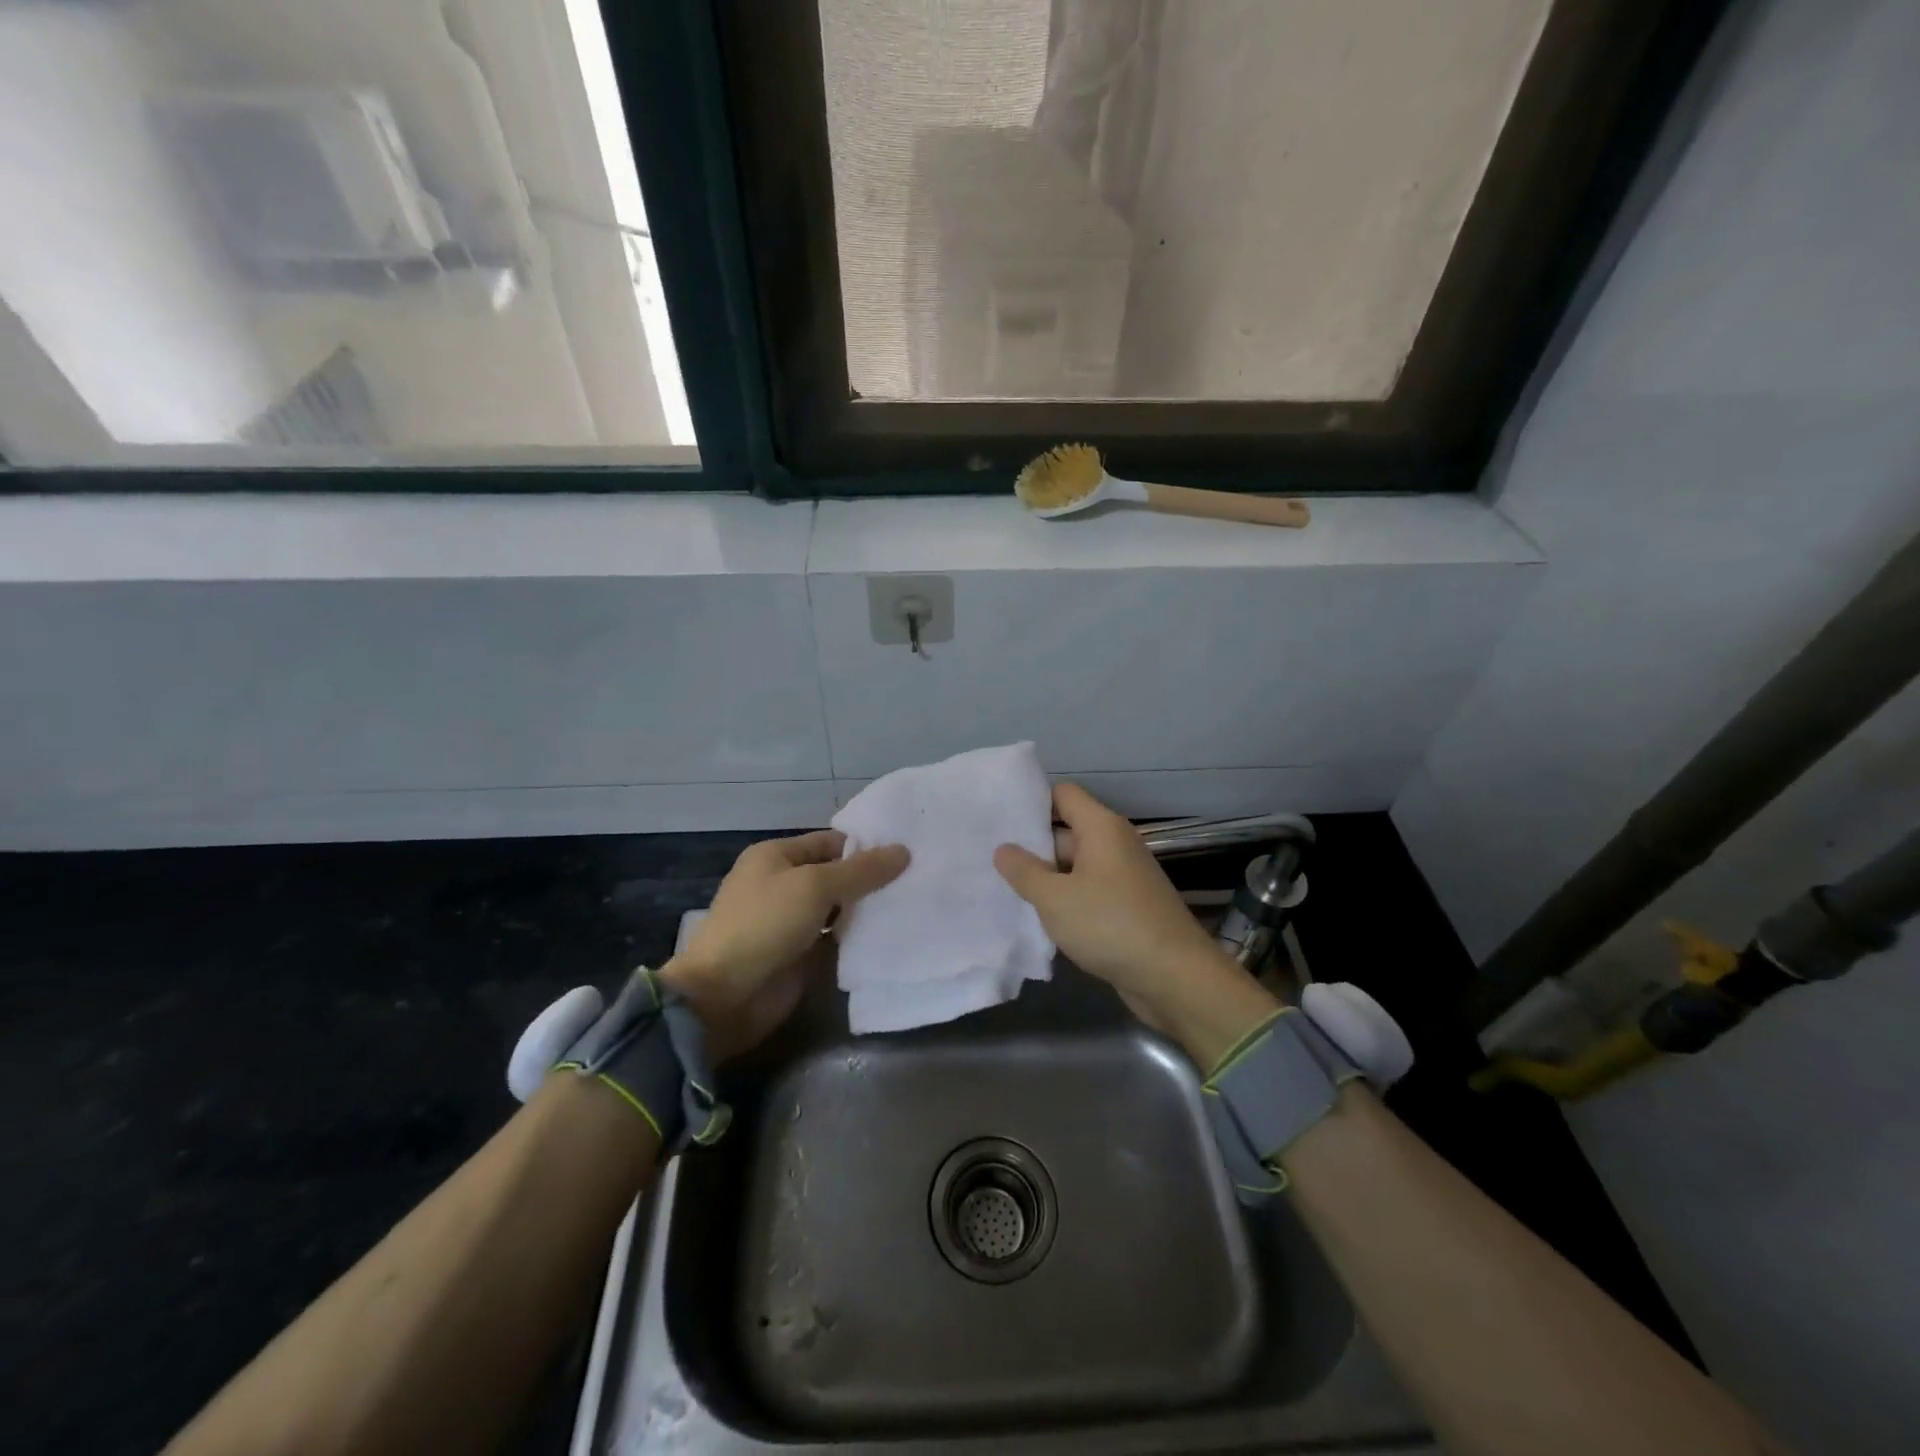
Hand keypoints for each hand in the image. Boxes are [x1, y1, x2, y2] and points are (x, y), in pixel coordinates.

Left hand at [662, 830, 908, 1059]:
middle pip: (837, 874)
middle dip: (872, 878)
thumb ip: (861, 871)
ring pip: (840, 908)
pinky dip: (859, 937)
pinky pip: (837, 938)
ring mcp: (792, 921)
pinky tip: (893, 934)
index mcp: (777, 856)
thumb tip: (904, 851)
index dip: (867, 846)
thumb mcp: (815, 886)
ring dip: (868, 909)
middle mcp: (784, 883)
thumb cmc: (765, 924)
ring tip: (914, 904)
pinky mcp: (801, 954)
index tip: (909, 852)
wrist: (725, 995)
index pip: (831, 842)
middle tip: (920, 878)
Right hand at [994, 784, 1278, 1068]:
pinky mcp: (1124, 907)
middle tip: (988, 858)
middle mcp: (1114, 844)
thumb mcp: (1055, 898)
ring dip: (1044, 878)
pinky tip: (1034, 917)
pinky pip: (1086, 892)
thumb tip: (1003, 848)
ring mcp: (1121, 877)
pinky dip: (1064, 901)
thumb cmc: (1110, 925)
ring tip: (1002, 887)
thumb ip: (1024, 871)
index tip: (997, 817)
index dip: (1031, 801)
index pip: (1062, 795)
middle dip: (1031, 845)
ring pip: (1073, 866)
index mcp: (1101, 828)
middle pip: (1065, 831)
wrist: (1174, 977)